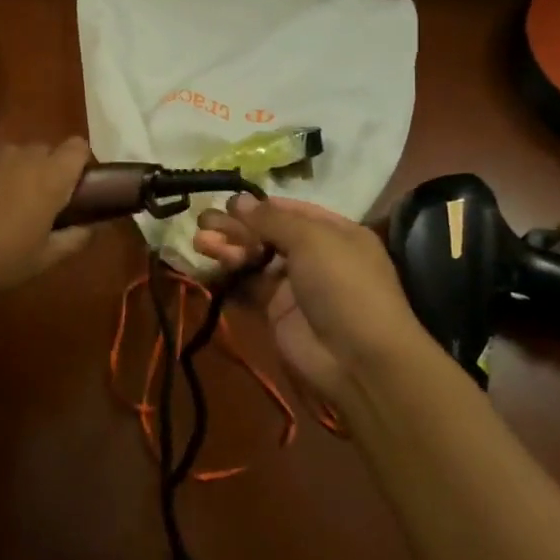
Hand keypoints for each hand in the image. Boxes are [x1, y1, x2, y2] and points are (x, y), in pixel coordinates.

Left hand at [0, 138, 92, 302]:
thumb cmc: (0, 260)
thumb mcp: (45, 258)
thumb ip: (75, 238)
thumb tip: (90, 228)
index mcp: (50, 175)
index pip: (78, 147)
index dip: (80, 163)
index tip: (75, 188)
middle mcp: (22, 155)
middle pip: (46, 150)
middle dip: (48, 170)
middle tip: (41, 203)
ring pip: (14, 154)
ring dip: (18, 171)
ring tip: (5, 203)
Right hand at [195, 195, 431, 400]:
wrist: (359, 360)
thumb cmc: (343, 284)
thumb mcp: (311, 239)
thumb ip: (270, 219)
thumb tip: (238, 200)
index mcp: (332, 232)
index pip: (289, 210)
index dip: (258, 206)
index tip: (227, 203)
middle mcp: (313, 254)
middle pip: (266, 233)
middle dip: (235, 227)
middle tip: (202, 222)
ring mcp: (294, 284)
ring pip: (253, 258)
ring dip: (227, 248)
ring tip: (200, 242)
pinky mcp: (275, 311)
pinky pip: (247, 287)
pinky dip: (227, 276)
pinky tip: (206, 266)